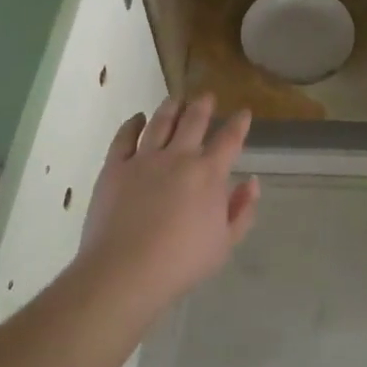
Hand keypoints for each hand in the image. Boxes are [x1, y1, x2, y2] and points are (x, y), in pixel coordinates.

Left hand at [77, 93, 260, 302]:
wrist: (126, 271)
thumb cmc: (182, 262)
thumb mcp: (225, 243)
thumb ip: (242, 210)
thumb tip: (251, 182)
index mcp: (209, 174)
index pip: (229, 139)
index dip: (239, 123)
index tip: (244, 112)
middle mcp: (178, 157)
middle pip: (194, 121)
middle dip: (203, 106)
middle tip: (206, 96)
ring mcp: (144, 159)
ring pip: (160, 122)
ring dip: (171, 108)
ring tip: (176, 99)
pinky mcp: (115, 167)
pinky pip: (125, 137)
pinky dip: (133, 124)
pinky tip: (138, 119)